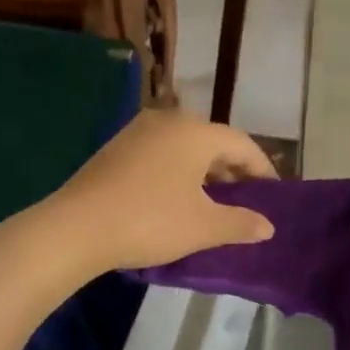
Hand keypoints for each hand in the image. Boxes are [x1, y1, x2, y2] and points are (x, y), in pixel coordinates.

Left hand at [49, 108, 276, 272]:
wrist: (76, 228)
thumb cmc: (150, 221)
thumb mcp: (203, 227)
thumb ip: (241, 223)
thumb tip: (268, 227)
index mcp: (195, 132)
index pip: (242, 145)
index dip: (263, 170)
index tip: (273, 195)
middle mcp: (168, 121)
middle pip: (213, 141)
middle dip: (232, 170)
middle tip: (245, 199)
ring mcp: (137, 132)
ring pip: (185, 147)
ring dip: (204, 171)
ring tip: (212, 202)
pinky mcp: (115, 149)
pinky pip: (160, 154)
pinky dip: (178, 172)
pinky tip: (176, 199)